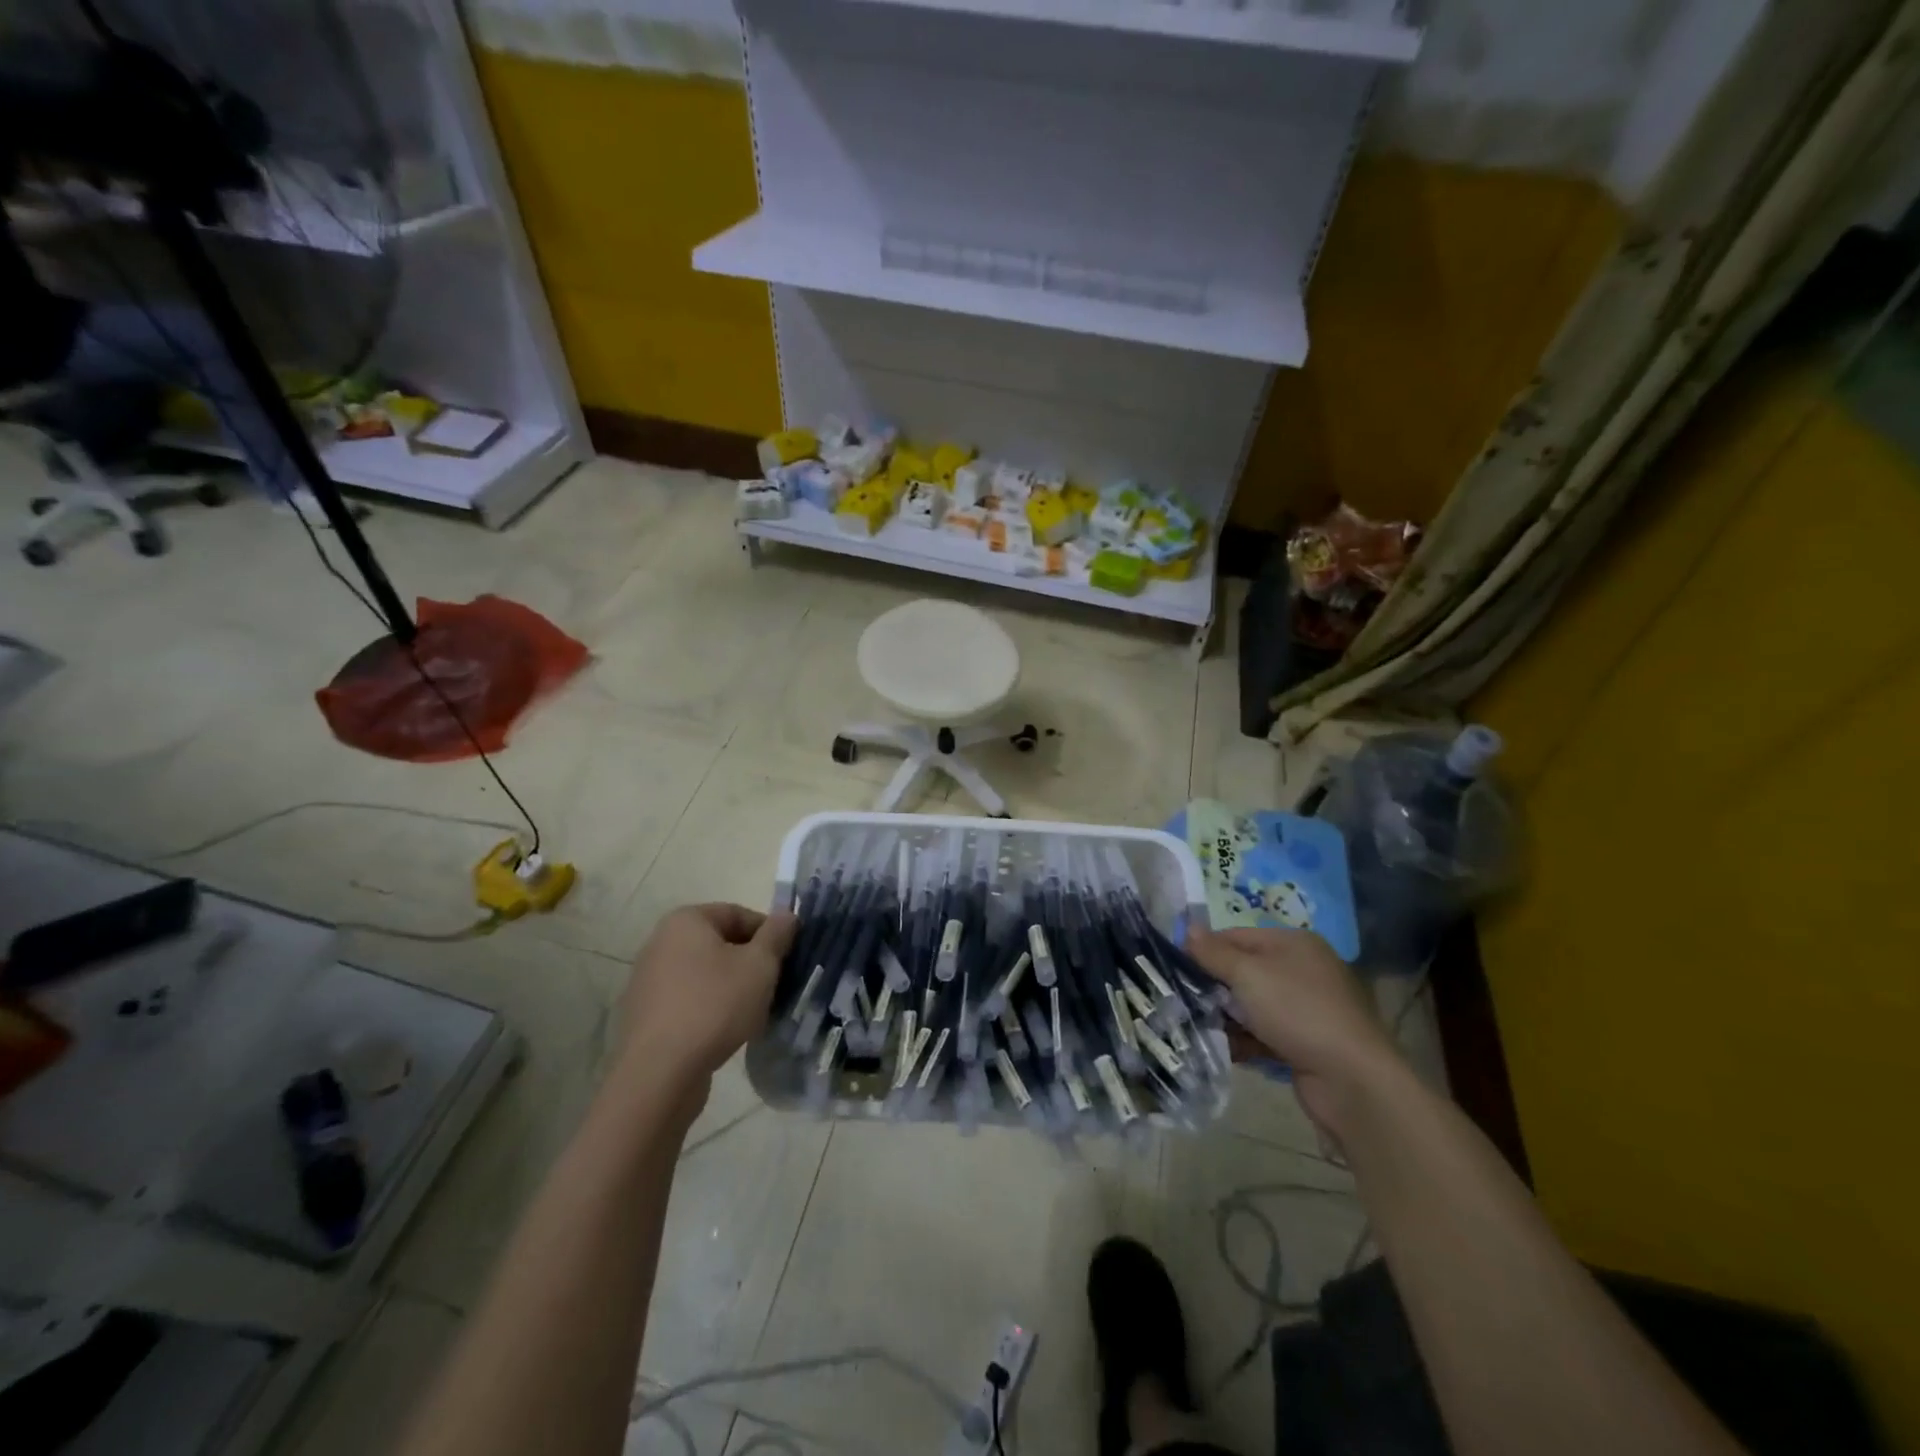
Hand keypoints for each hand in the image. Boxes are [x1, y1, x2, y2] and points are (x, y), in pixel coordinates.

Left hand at [618, 903, 797, 1090]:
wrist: (660, 1073)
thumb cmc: (715, 1005)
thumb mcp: (760, 965)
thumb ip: (777, 934)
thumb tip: (787, 915)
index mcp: (685, 921)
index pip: (738, 913)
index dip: (768, 933)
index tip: (786, 959)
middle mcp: (660, 942)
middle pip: (720, 944)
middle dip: (750, 962)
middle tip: (773, 986)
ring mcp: (647, 980)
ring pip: (705, 974)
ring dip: (731, 987)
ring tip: (752, 1012)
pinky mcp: (645, 1015)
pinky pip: (688, 1000)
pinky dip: (709, 1008)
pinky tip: (725, 1031)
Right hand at [1190, 926, 1403, 1138]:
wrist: (1352, 1081)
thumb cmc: (1298, 1012)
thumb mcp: (1248, 975)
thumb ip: (1213, 952)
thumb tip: (1187, 928)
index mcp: (1293, 943)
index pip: (1235, 936)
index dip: (1204, 949)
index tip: (1173, 967)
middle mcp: (1301, 970)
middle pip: (1242, 970)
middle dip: (1212, 986)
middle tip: (1180, 1000)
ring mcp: (1306, 1008)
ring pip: (1250, 1005)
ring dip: (1225, 1016)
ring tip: (1195, 1027)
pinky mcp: (1305, 1042)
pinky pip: (1263, 1033)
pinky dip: (1244, 1040)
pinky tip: (1224, 1050)